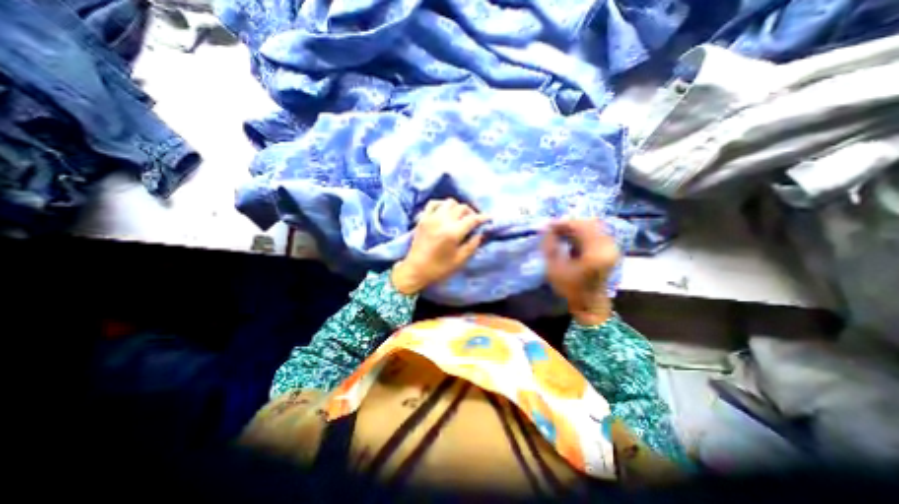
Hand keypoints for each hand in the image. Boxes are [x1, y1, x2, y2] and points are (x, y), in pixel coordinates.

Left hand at [395, 199, 490, 294]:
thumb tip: (480, 233)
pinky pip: (433, 203)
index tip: (490, 218)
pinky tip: (445, 212)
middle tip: (474, 222)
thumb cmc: (439, 268)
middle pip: (462, 208)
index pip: (472, 219)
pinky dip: (442, 204)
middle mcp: (443, 221)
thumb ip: (472, 244)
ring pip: (449, 202)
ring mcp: (431, 218)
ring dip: (457, 207)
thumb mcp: (460, 260)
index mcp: (453, 232)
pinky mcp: (423, 218)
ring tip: (460, 217)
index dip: (483, 217)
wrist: (415, 270)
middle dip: (471, 213)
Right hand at [540, 219, 618, 324]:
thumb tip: (545, 229)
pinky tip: (568, 239)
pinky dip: (580, 234)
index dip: (562, 223)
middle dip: (568, 224)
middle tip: (552, 229)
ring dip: (574, 228)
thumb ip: (550, 245)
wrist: (589, 304)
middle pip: (587, 224)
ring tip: (558, 233)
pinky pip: (594, 233)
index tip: (547, 225)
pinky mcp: (609, 250)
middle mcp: (607, 245)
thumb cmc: (570, 288)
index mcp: (596, 250)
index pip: (580, 226)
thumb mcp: (554, 267)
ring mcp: (610, 247)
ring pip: (591, 227)